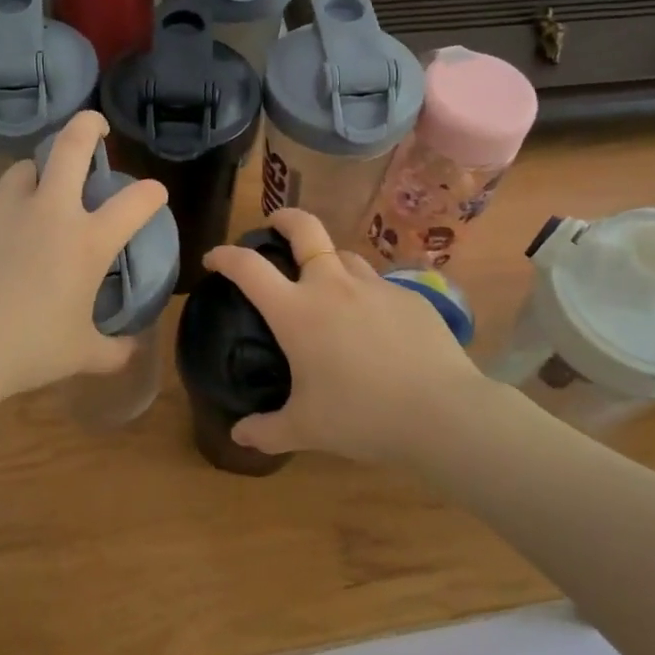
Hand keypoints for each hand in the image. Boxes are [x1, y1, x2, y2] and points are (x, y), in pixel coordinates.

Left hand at [0, 112, 167, 405]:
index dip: (152, 193)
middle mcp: (50, 212)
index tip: (154, 194)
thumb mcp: (83, 356)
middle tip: (96, 126)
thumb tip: (134, 349)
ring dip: (37, 173)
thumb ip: (115, 351)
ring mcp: (4, 209)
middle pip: (72, 146)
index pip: (135, 202)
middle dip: (89, 125)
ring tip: (38, 190)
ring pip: (24, 168)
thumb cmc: (28, 351)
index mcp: (87, 242)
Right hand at [201, 209, 487, 466]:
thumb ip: (267, 431)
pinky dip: (366, 295)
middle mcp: (332, 286)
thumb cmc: (361, 416)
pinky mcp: (410, 297)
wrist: (441, 413)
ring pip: (344, 255)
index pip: (249, 268)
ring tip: (326, 285)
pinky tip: (374, 325)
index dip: (225, 256)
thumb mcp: (306, 429)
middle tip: (274, 226)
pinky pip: (378, 286)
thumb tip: (238, 436)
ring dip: (328, 261)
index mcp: (297, 311)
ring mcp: (375, 286)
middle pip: (305, 229)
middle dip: (284, 218)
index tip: (213, 258)